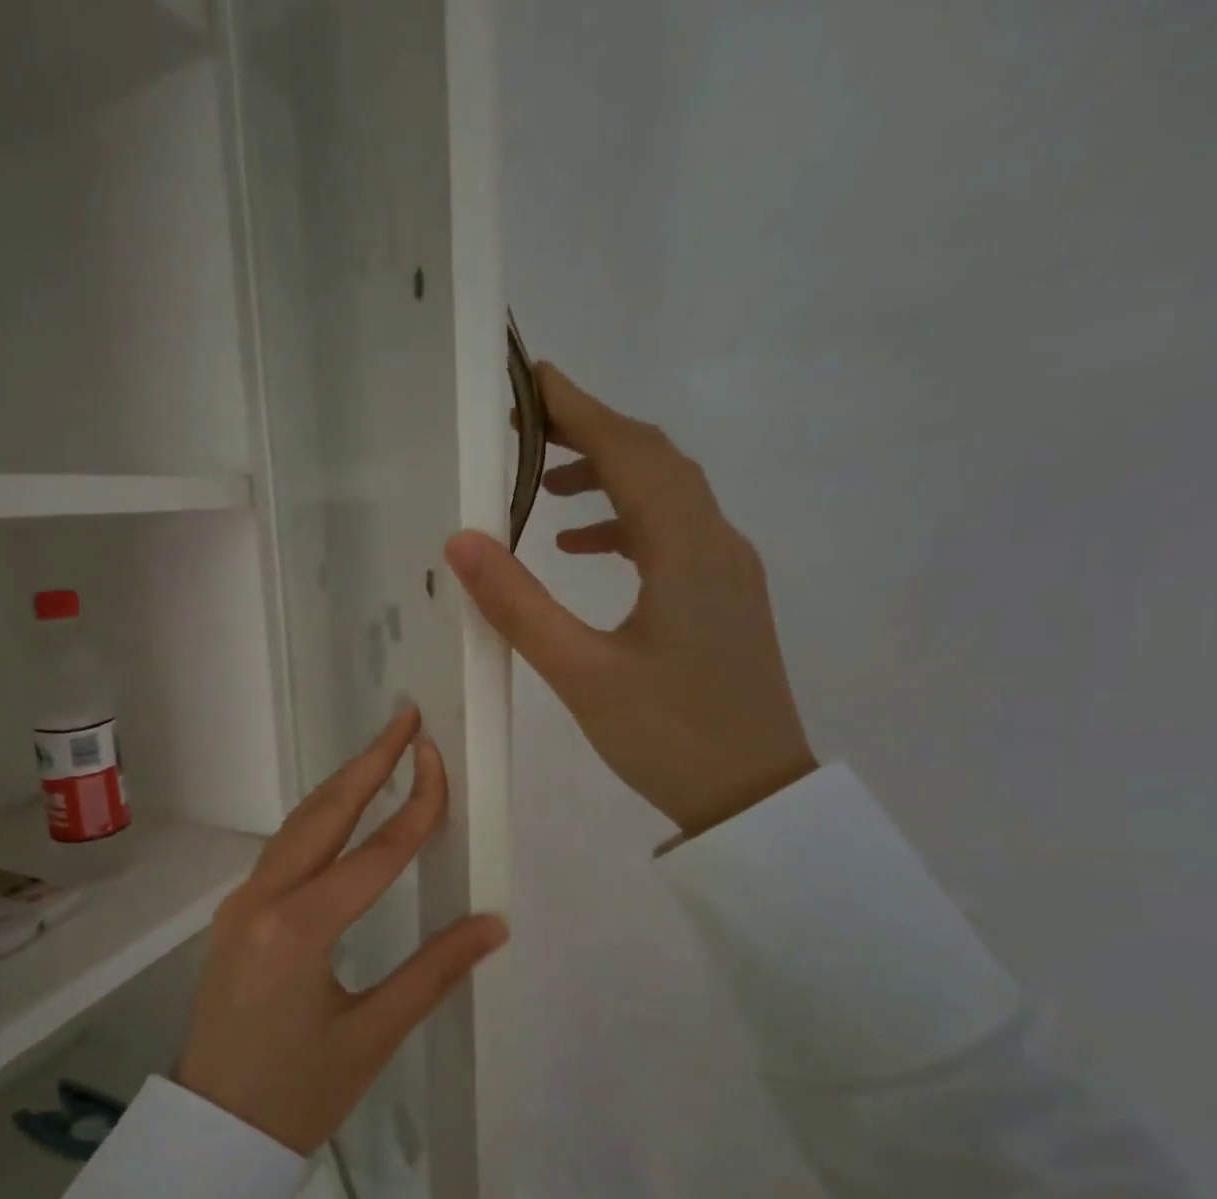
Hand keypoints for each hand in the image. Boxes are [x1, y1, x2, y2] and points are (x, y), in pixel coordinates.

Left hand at [176, 704, 508, 1154]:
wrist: (211, 1133)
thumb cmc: (296, 1096)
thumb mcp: (372, 1038)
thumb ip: (434, 972)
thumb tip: (493, 923)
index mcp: (297, 930)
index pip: (374, 854)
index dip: (415, 807)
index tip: (440, 759)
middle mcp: (261, 900)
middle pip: (323, 815)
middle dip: (367, 762)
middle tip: (405, 719)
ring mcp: (240, 903)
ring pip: (297, 828)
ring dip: (340, 786)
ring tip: (381, 752)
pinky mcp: (235, 915)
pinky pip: (282, 852)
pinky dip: (318, 821)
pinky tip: (342, 813)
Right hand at [447, 363, 815, 836]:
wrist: (753, 799)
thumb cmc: (668, 737)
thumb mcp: (581, 673)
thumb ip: (520, 604)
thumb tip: (463, 540)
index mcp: (687, 550)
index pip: (632, 452)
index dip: (580, 410)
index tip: (532, 382)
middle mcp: (717, 544)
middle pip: (655, 462)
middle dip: (591, 435)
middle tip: (527, 430)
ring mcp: (727, 572)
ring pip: (667, 497)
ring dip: (609, 479)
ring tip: (545, 490)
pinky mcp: (723, 600)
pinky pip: (673, 537)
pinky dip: (626, 526)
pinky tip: (585, 550)